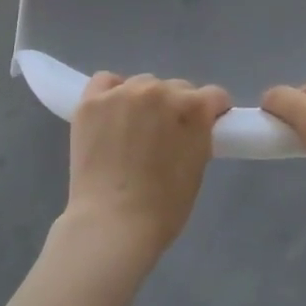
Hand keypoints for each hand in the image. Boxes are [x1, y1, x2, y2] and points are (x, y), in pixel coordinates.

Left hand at [65, 73, 230, 258]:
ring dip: (144, 101)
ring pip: (142, 84)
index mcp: (193, 107)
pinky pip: (106, 81)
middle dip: (176, 108)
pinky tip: (111, 114)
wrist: (112, 224)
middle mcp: (160, 90)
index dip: (212, 112)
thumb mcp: (198, 167)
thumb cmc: (163, 207)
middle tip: (165, 137)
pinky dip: (111, 93)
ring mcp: (122, 93)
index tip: (206, 126)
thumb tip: (193, 124)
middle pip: (176, 88)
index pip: (214, 96)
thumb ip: (199, 134)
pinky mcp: (91, 101)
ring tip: (133, 130)